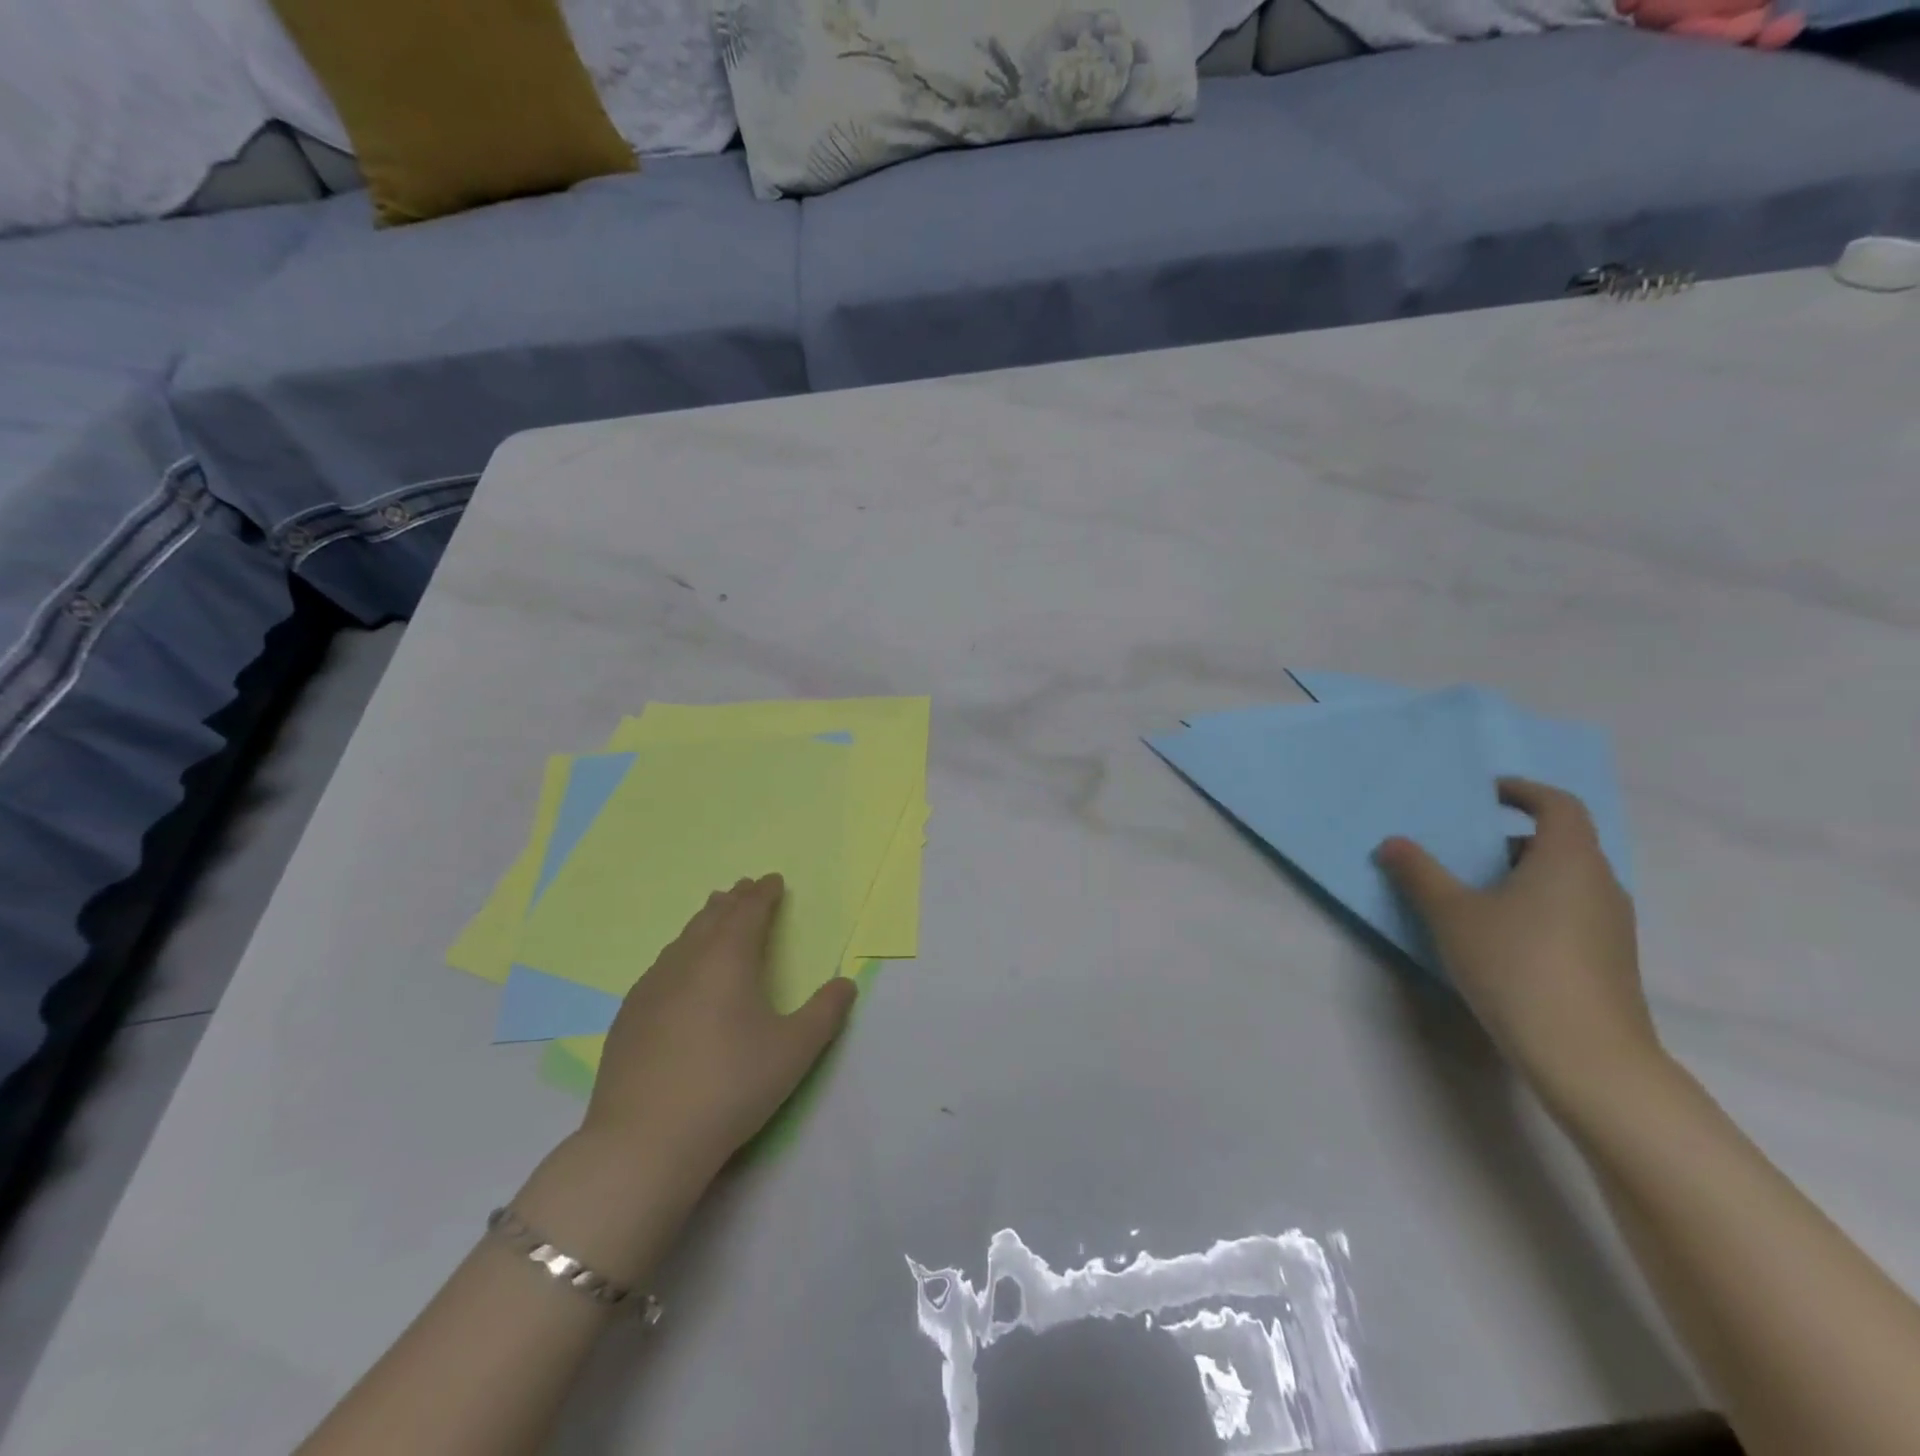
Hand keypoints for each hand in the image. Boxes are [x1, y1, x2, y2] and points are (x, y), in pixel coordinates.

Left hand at [583, 874, 856, 1182]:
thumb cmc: (730, 1086)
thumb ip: (825, 1012)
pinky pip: (660, 967)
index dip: (763, 894)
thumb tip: (846, 983)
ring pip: (682, 940)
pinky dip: (679, 953)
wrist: (644, 1141)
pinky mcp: (628, 1017)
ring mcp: (650, 988)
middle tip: (745, 888)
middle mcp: (686, 962)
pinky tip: (676, 971)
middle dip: (733, 900)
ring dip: (703, 922)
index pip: (748, 912)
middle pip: (711, 918)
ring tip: (713, 915)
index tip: (773, 880)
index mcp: (728, 960)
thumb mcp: (794, 1051)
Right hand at [1376, 778, 1662, 1112]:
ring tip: (1474, 894)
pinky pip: (1570, 910)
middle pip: (1562, 842)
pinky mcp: (1610, 959)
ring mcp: (1612, 924)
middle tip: (1464, 850)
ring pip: (1566, 879)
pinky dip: (1536, 905)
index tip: (1486, 793)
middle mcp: (1600, 883)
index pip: (1558, 804)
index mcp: (1568, 859)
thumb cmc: (1516, 965)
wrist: (1587, 1056)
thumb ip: (1419, 873)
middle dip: (1511, 838)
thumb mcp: (1451, 914)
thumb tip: (1392, 843)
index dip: (1522, 791)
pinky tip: (1500, 936)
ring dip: (1522, 874)